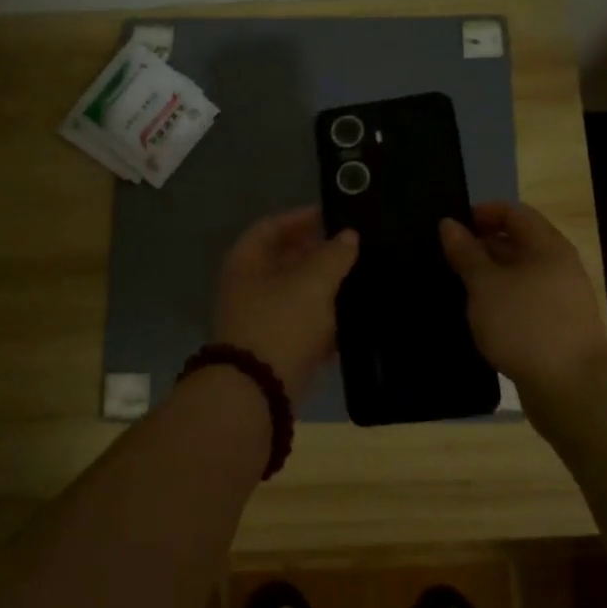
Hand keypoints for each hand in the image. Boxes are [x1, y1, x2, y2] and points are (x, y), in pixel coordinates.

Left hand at [212, 206, 358, 403]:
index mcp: (247, 261)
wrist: (258, 392)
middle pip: (284, 259)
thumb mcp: (313, 282)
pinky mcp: (274, 348)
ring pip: (295, 293)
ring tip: (359, 279)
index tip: (333, 216)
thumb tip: (348, 236)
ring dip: (324, 287)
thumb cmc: (281, 322)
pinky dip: (323, 320)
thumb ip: (334, 255)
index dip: (301, 217)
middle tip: (352, 248)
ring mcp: (259, 319)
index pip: (272, 226)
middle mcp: (248, 286)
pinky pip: (301, 325)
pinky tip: (351, 319)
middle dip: (317, 253)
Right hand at [440, 201, 606, 420]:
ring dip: (489, 277)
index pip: (514, 212)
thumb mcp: (486, 285)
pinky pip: (524, 302)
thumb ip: (466, 253)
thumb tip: (449, 224)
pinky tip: (480, 318)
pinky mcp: (557, 329)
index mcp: (548, 246)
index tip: (451, 228)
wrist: (573, 389)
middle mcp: (559, 267)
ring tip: (457, 288)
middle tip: (447, 259)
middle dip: (482, 247)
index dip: (482, 213)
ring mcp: (561, 299)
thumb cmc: (525, 325)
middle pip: (518, 243)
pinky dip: (501, 303)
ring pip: (519, 276)